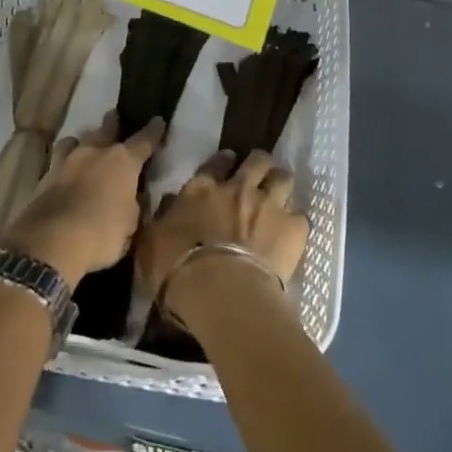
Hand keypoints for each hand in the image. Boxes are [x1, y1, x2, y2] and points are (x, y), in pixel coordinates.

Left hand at [1, 113, 161, 287]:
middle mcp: (95, 152)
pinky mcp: (45, 177)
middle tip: (114, 116)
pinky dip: (63, 165)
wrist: (51, 243)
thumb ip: (132, 205)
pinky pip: (57, 162)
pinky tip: (64, 173)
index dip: (153, 131)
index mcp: (123, 161)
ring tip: (83, 147)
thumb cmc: (101, 234)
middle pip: (106, 129)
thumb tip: (130, 198)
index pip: (144, 140)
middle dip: (113, 123)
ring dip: (82, 142)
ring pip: (75, 140)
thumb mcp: (130, 225)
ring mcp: (66, 162)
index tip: (158, 121)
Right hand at [137, 150, 308, 322]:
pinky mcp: (292, 228)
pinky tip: (291, 234)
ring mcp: (269, 204)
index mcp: (203, 189)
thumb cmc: (177, 269)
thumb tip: (170, 202)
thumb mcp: (151, 242)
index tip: (228, 162)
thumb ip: (162, 218)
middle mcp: (239, 188)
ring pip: (283, 178)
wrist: (221, 291)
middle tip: (258, 175)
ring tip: (279, 196)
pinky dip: (295, 223)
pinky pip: (300, 217)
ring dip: (280, 184)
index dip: (224, 161)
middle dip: (259, 164)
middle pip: (257, 160)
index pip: (216, 163)